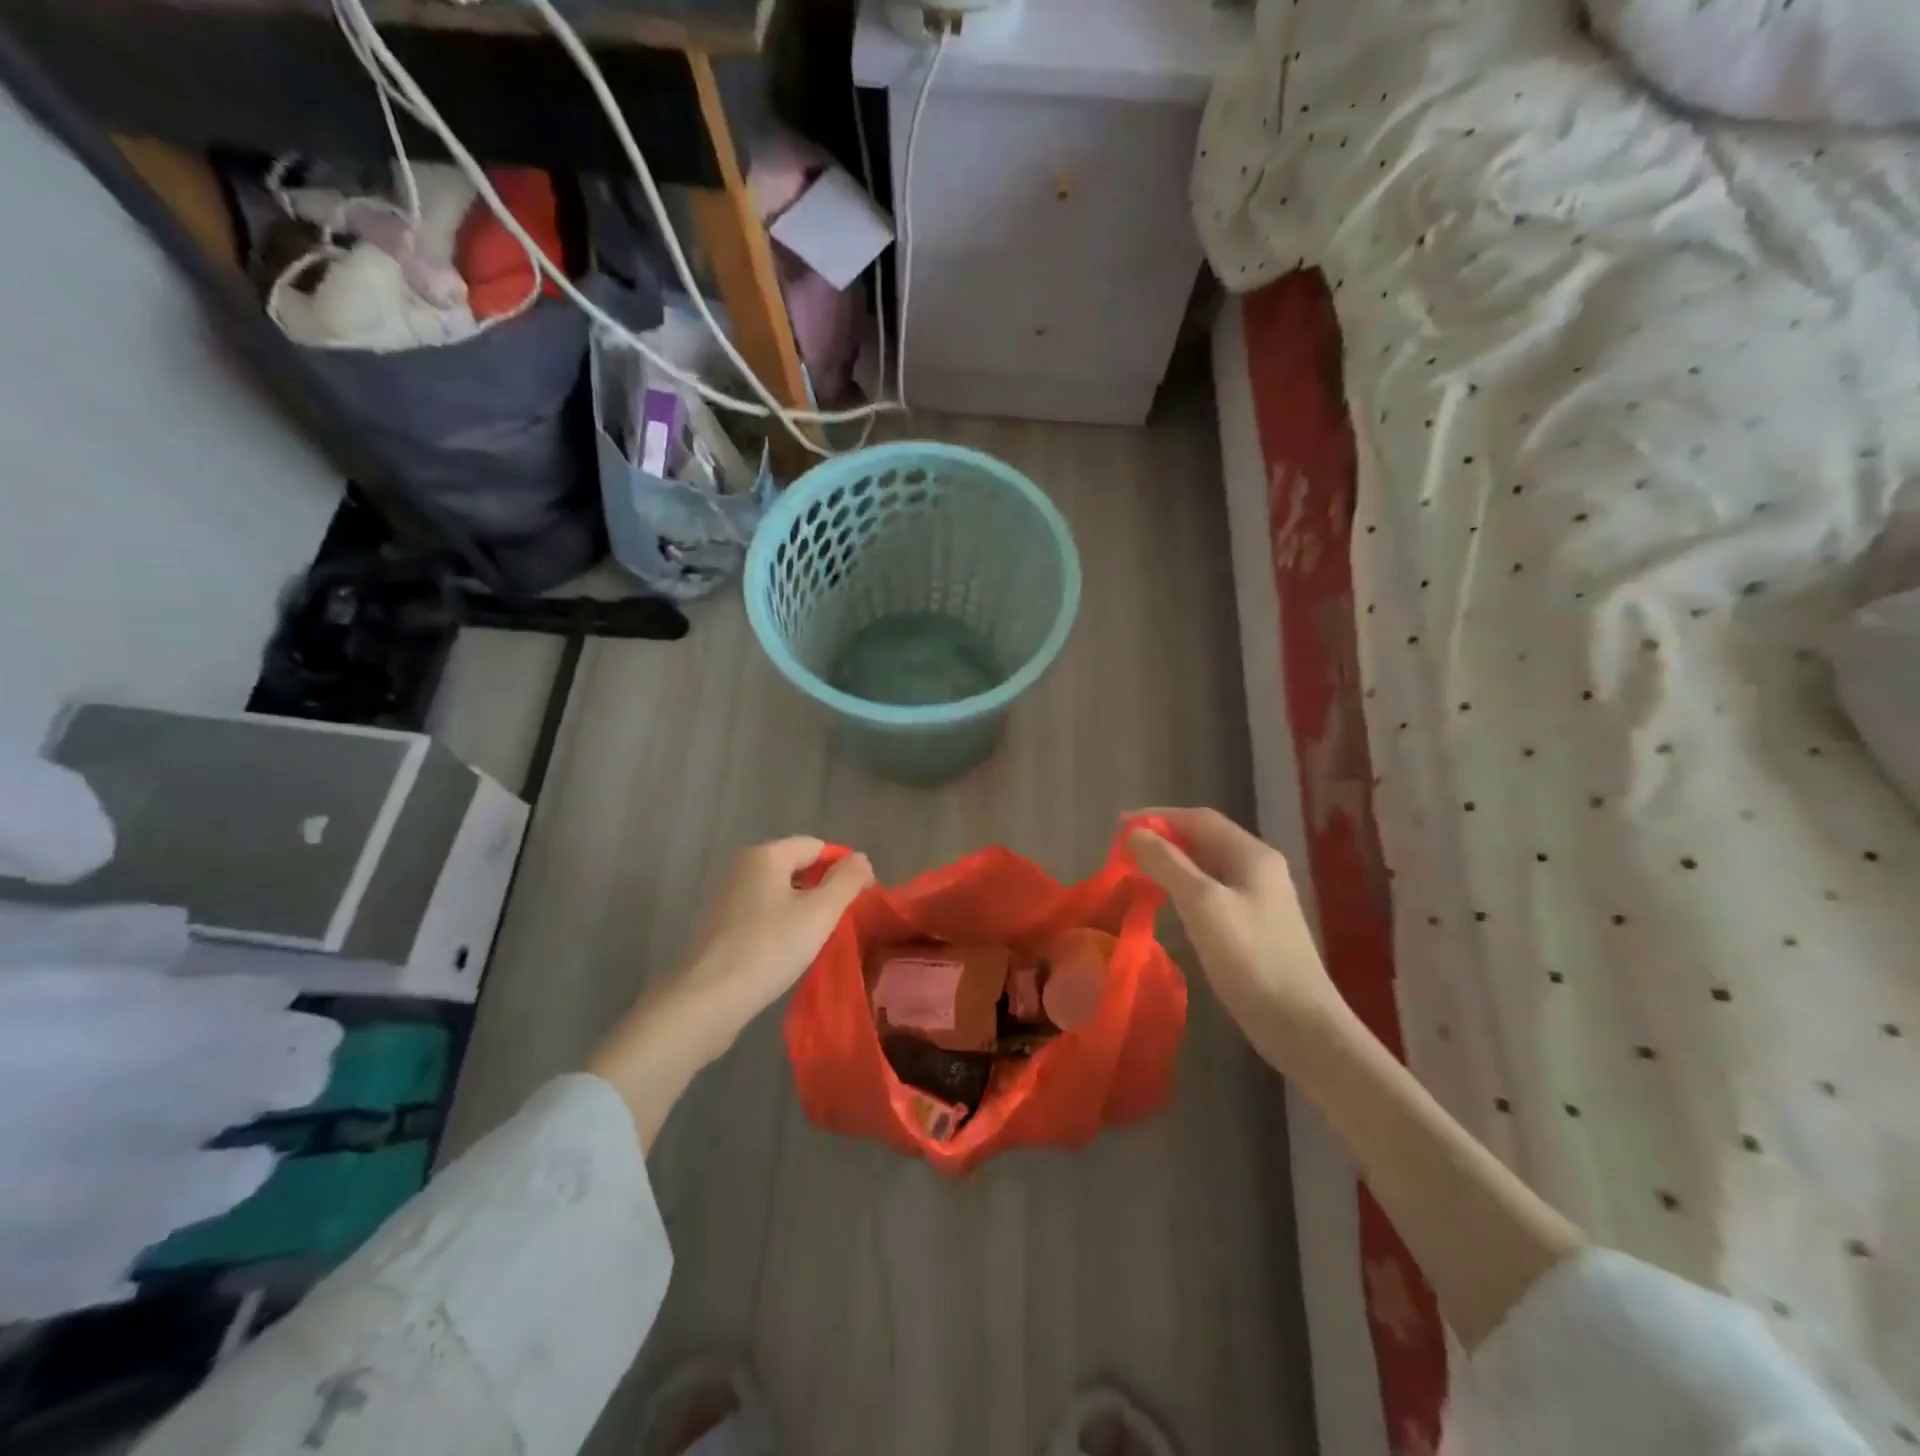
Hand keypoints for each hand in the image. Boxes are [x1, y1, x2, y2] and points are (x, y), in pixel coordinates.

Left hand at [587, 837, 872, 1148]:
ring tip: (818, 941)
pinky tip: (787, 954)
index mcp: (764, 855)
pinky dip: (778, 927)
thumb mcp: (819, 914)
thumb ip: (846, 881)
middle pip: (795, 867)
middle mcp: (740, 867)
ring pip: (777, 893)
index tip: (861, 899)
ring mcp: (723, 897)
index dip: (843, 868)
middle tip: (842, 922)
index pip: (816, 846)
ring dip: (801, 911)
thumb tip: (861, 859)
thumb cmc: (768, 949)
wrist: (704, 1001)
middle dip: (822, 890)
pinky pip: (759, 915)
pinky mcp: (715, 927)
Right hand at [1127, 808, 1348, 1061]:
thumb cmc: (1250, 958)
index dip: (1158, 816)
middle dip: (1164, 838)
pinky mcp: (1254, 925)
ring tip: (1138, 870)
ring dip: (1172, 862)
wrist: (1300, 1024)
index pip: (1200, 818)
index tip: (1120, 826)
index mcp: (1252, 855)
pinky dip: (1184, 887)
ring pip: (1208, 866)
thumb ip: (1168, 864)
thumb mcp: (1203, 905)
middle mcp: (1259, 868)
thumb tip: (1135, 834)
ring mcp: (1260, 898)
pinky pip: (1212, 891)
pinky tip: (1167, 902)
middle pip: (1205, 839)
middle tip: (1124, 849)